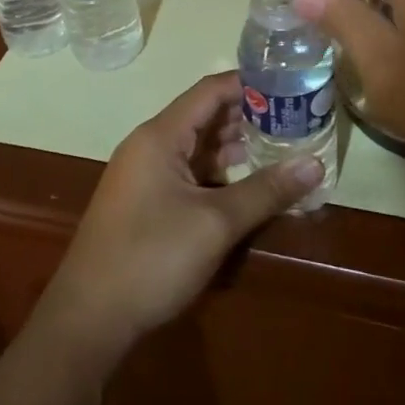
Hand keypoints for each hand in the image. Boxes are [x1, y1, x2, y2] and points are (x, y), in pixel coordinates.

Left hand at [36, 73, 323, 369]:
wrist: (88, 319)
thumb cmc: (151, 258)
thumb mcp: (215, 224)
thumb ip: (265, 191)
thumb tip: (316, 164)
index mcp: (160, 136)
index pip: (210, 91)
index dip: (249, 84)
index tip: (289, 84)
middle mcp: (150, 146)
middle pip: (204, 116)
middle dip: (248, 116)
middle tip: (295, 118)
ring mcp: (146, 175)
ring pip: (197, 147)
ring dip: (235, 146)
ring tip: (281, 147)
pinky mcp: (147, 202)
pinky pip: (189, 173)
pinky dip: (219, 172)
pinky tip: (248, 184)